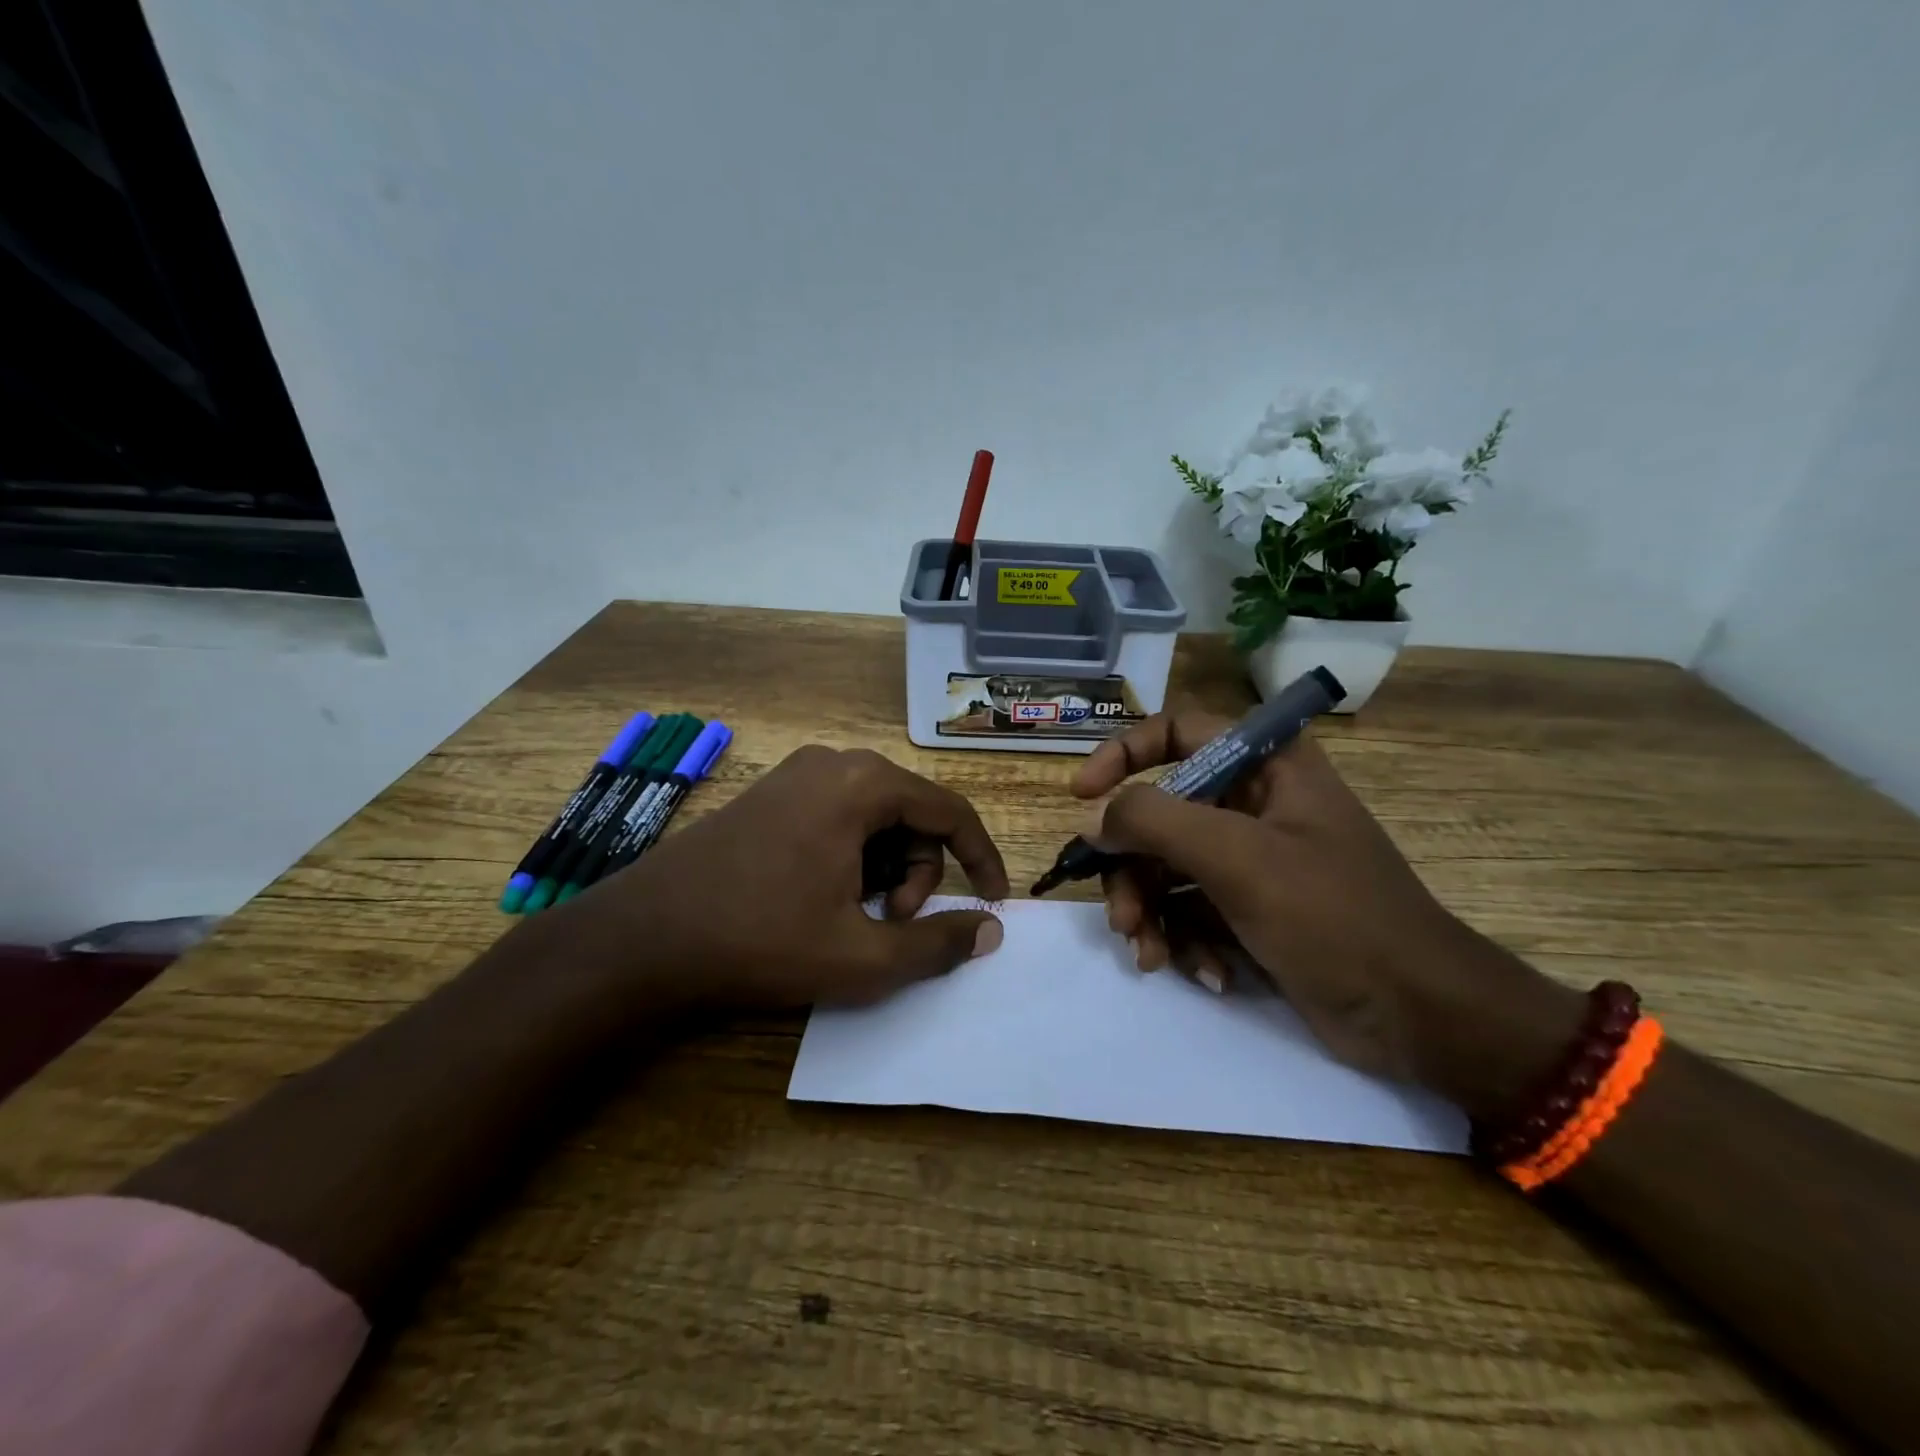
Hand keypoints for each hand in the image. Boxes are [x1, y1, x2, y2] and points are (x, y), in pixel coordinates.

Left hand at [564, 745, 1008, 1008]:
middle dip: (919, 873)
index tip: (995, 901)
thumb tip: (992, 929)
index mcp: (863, 784)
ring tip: (853, 917)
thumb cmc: (760, 940)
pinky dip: (852, 858)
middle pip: (912, 814)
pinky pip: (839, 817)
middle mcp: (833, 763)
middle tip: (890, 925)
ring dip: (884, 870)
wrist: (642, 937)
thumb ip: (938, 943)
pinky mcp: (770, 794)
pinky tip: (822, 898)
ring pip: (876, 818)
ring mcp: (796, 775)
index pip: (951, 812)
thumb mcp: (862, 955)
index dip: (982, 859)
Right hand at [1074, 713, 1578, 1110]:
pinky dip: (1188, 940)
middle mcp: (1256, 804)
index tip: (1082, 794)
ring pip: (1169, 869)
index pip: (1177, 730)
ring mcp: (1253, 859)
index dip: (1123, 753)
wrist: (1418, 1015)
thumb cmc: (1333, 915)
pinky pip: (1193, 909)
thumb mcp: (1237, 857)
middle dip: (1134, 870)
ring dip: (1153, 913)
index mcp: (1267, 765)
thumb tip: (1096, 819)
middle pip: (1161, 815)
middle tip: (1123, 918)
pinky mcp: (1253, 909)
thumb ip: (1154, 821)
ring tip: (1152, 957)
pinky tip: (1209, 974)